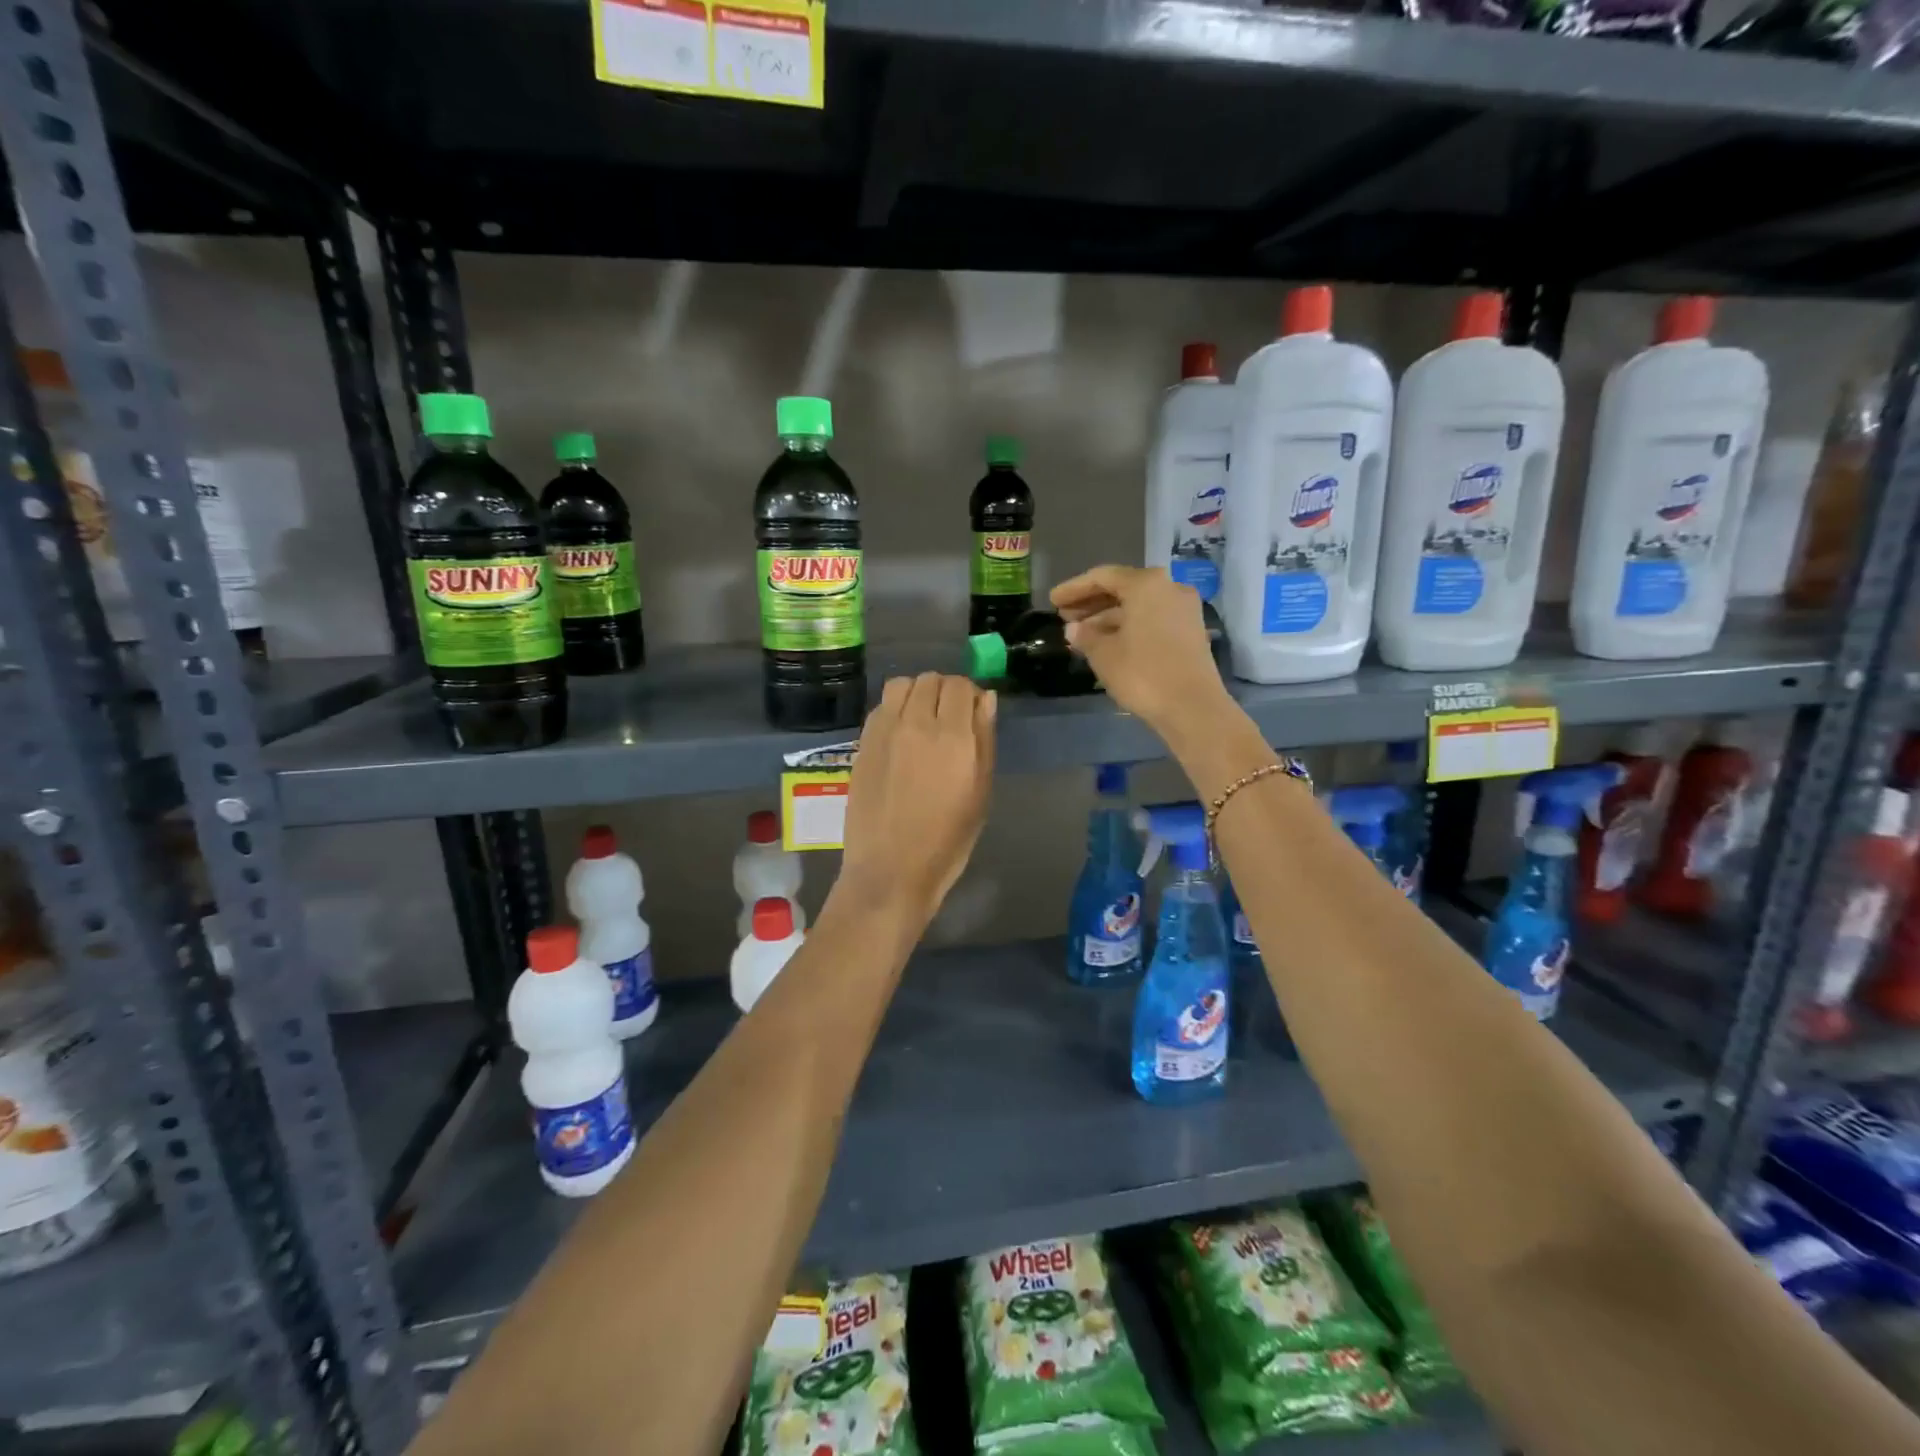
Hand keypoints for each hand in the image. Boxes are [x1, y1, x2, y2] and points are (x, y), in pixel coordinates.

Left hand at [836, 674, 996, 923]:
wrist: (891, 869)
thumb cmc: (947, 839)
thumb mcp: (980, 793)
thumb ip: (984, 740)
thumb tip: (985, 699)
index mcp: (954, 737)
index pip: (960, 686)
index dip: (969, 694)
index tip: (972, 714)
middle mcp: (916, 724)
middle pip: (930, 679)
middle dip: (944, 691)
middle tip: (948, 719)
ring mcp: (884, 731)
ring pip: (901, 685)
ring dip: (916, 693)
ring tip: (921, 720)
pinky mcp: (862, 744)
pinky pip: (880, 707)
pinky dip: (894, 709)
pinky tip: (899, 736)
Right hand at [1051, 565, 1231, 741]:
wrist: (1193, 707)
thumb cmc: (1143, 674)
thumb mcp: (1104, 655)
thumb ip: (1085, 636)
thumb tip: (1073, 629)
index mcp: (1146, 584)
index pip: (1102, 577)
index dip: (1074, 588)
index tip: (1053, 601)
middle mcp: (1169, 587)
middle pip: (1123, 588)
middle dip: (1092, 602)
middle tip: (1065, 617)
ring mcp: (1184, 609)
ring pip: (1138, 605)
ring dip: (1108, 616)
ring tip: (1082, 634)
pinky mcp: (1191, 631)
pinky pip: (1152, 619)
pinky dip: (1129, 626)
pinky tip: (1108, 643)